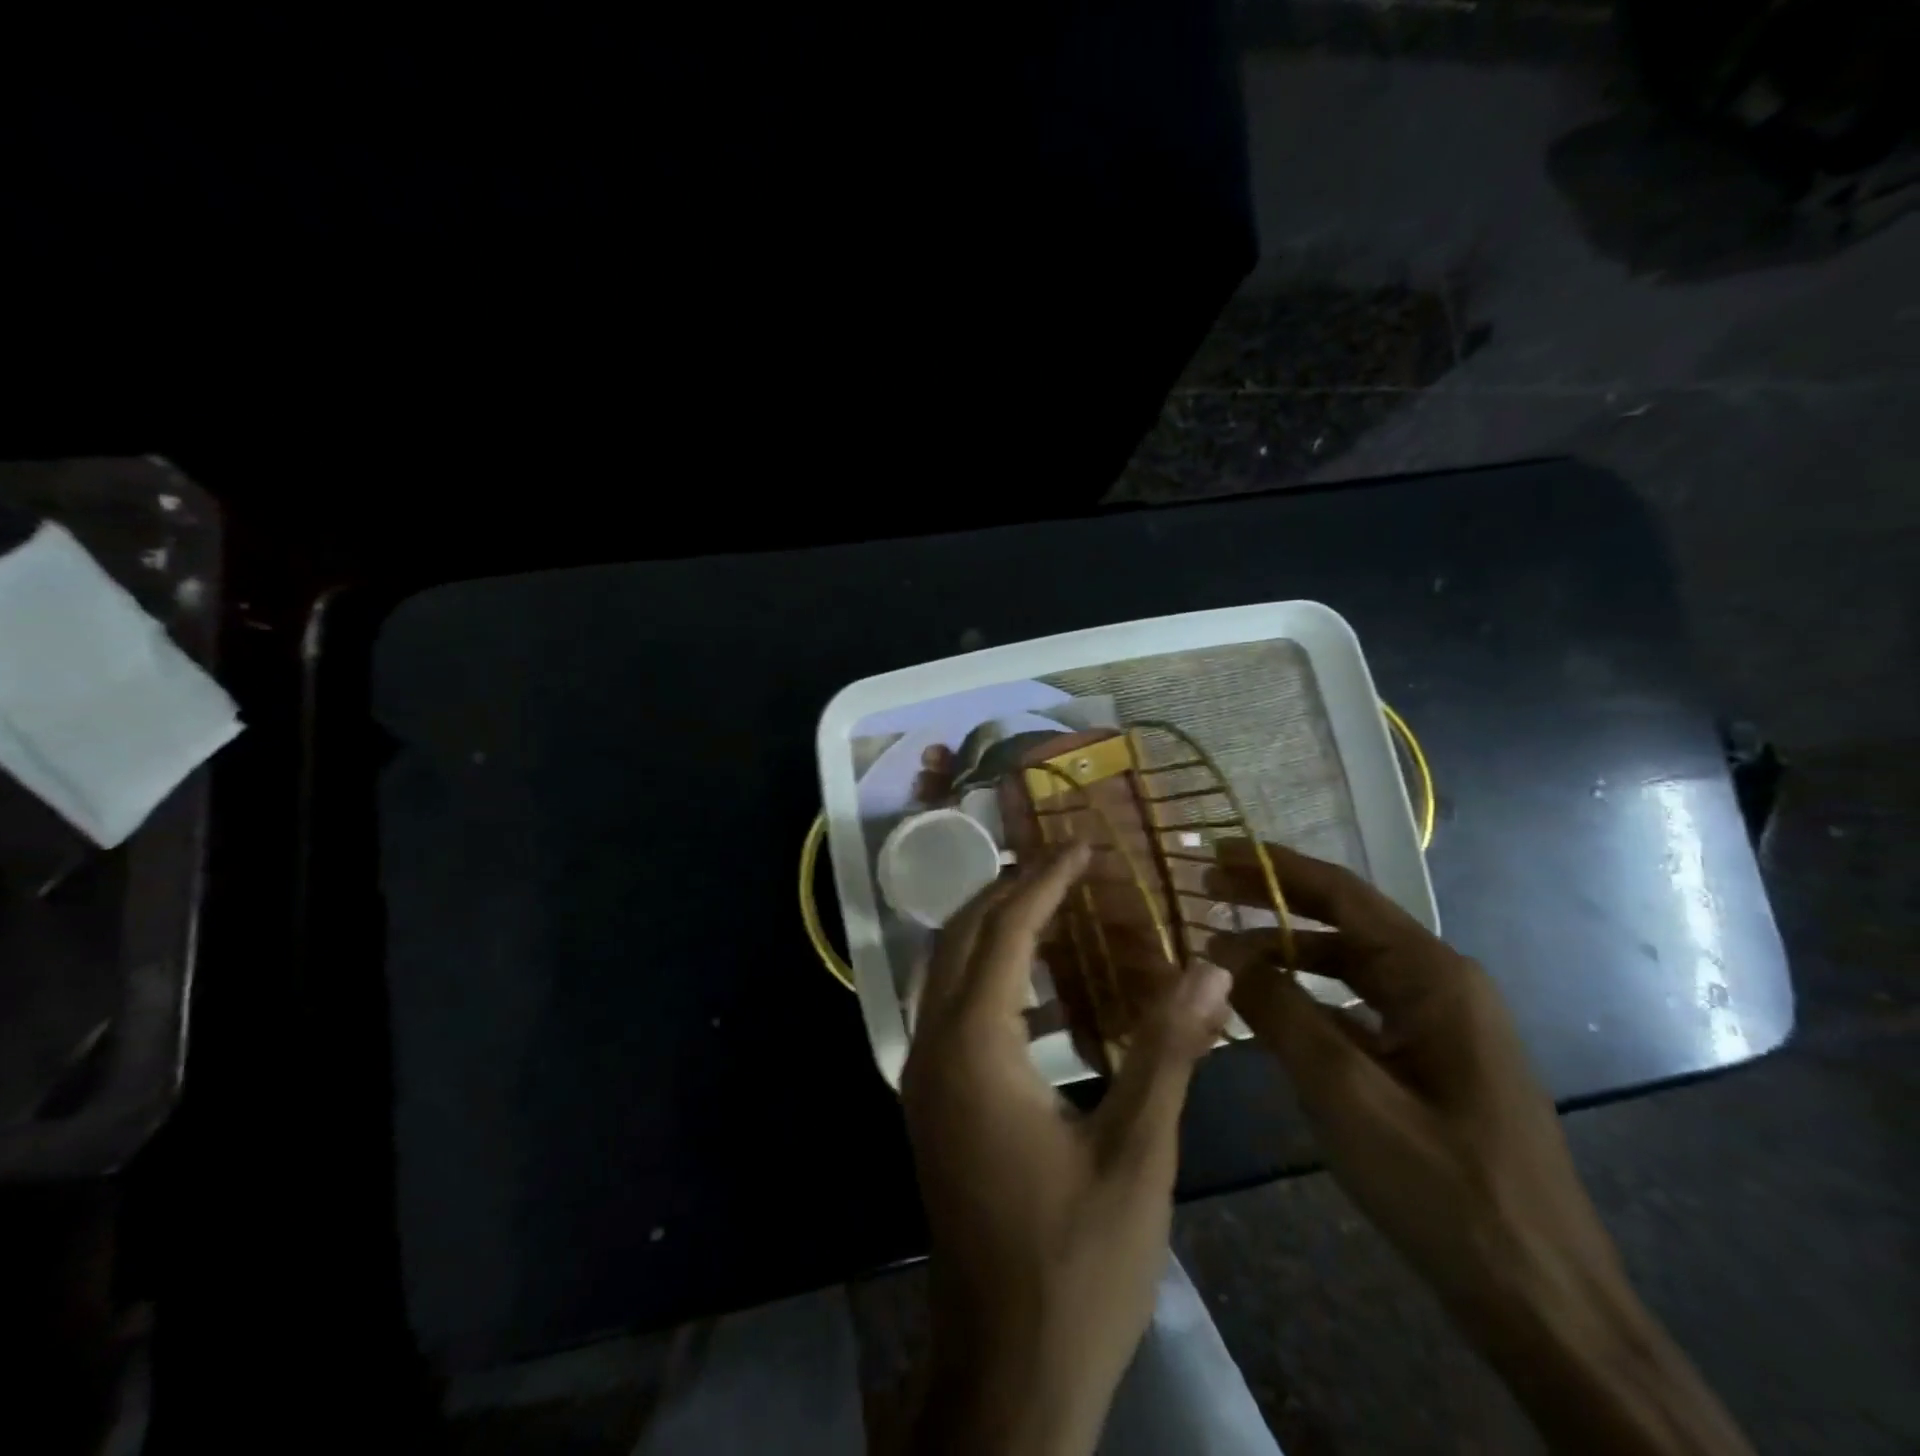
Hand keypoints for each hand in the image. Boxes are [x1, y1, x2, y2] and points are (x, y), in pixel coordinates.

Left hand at [902, 842, 1232, 1455]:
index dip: (1045, 880)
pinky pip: (954, 1011)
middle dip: (1009, 891)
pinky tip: (1047, 992)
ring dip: (996, 931)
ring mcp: (924, 1078)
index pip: (1006, 931)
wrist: (1008, 1370)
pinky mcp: (933, 1104)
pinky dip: (994, 980)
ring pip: (949, 972)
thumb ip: (1168, 1052)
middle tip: (1066, 864)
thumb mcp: (1137, 1155)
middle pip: (961, 937)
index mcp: (974, 1048)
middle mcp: (933, 1049)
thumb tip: (1210, 967)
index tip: (1083, 844)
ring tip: (1057, 908)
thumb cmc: (1076, 1263)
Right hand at [1207, 841, 1753, 1455]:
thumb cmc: (1443, 1186)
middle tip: (1206, 889)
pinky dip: (1310, 998)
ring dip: (1287, 952)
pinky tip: (1269, 1010)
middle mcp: (1441, 984)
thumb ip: (1279, 1010)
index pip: (1342, 894)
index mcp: (1434, 975)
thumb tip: (1219, 952)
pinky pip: (1358, 1008)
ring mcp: (1440, 1025)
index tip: (1215, 851)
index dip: (1274, 867)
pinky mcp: (1431, 1062)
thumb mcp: (1345, 1091)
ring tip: (1224, 952)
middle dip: (1273, 903)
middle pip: (1344, 923)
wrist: (1542, 1302)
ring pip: (1349, 967)